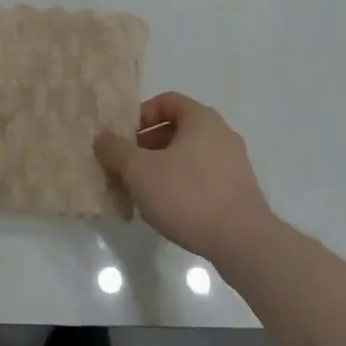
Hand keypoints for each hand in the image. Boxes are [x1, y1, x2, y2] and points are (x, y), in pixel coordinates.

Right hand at [94, 92, 272, 261]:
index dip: (141, 116)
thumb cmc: (188, 195)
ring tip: (145, 192)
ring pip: (190, 155)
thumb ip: (116, 150)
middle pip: (177, 129)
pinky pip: (204, 177)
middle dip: (148, 145)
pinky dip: (184, 185)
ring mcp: (235, 163)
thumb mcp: (140, 171)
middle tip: (129, 167)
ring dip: (164, 167)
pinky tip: (171, 209)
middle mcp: (221, 133)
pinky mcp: (240, 191)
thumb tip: (102, 138)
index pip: (166, 101)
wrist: (244, 243)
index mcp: (201, 118)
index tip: (125, 139)